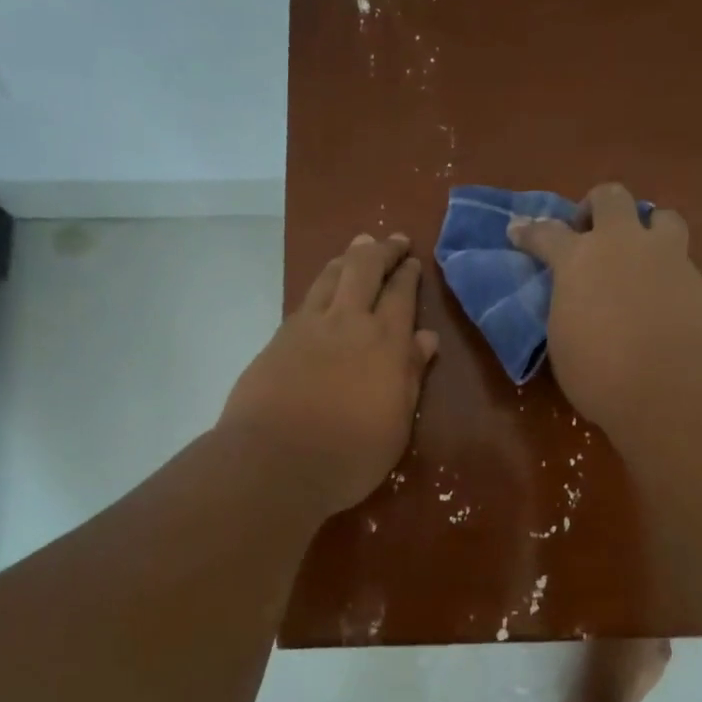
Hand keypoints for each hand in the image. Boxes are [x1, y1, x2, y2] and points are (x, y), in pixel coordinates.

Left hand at [219, 232, 439, 513]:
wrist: (275, 461)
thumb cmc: (349, 453)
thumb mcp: (397, 423)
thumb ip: (411, 375)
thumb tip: (426, 338)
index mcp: (385, 343)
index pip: (401, 295)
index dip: (408, 274)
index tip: (413, 261)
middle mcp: (348, 322)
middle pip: (365, 269)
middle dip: (382, 250)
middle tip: (393, 240)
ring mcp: (309, 326)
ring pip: (332, 275)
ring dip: (349, 257)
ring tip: (359, 247)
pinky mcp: (280, 338)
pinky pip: (307, 297)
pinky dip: (323, 282)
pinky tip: (324, 287)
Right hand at [508, 183, 701, 434]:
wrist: (673, 384)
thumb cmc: (601, 373)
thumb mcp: (564, 342)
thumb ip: (568, 308)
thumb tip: (576, 301)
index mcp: (577, 260)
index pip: (546, 233)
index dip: (529, 231)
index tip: (518, 230)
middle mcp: (621, 244)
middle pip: (610, 197)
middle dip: (596, 207)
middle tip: (591, 233)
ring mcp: (665, 255)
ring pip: (660, 215)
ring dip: (646, 228)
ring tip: (640, 255)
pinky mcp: (698, 278)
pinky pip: (681, 257)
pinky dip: (668, 269)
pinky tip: (664, 296)